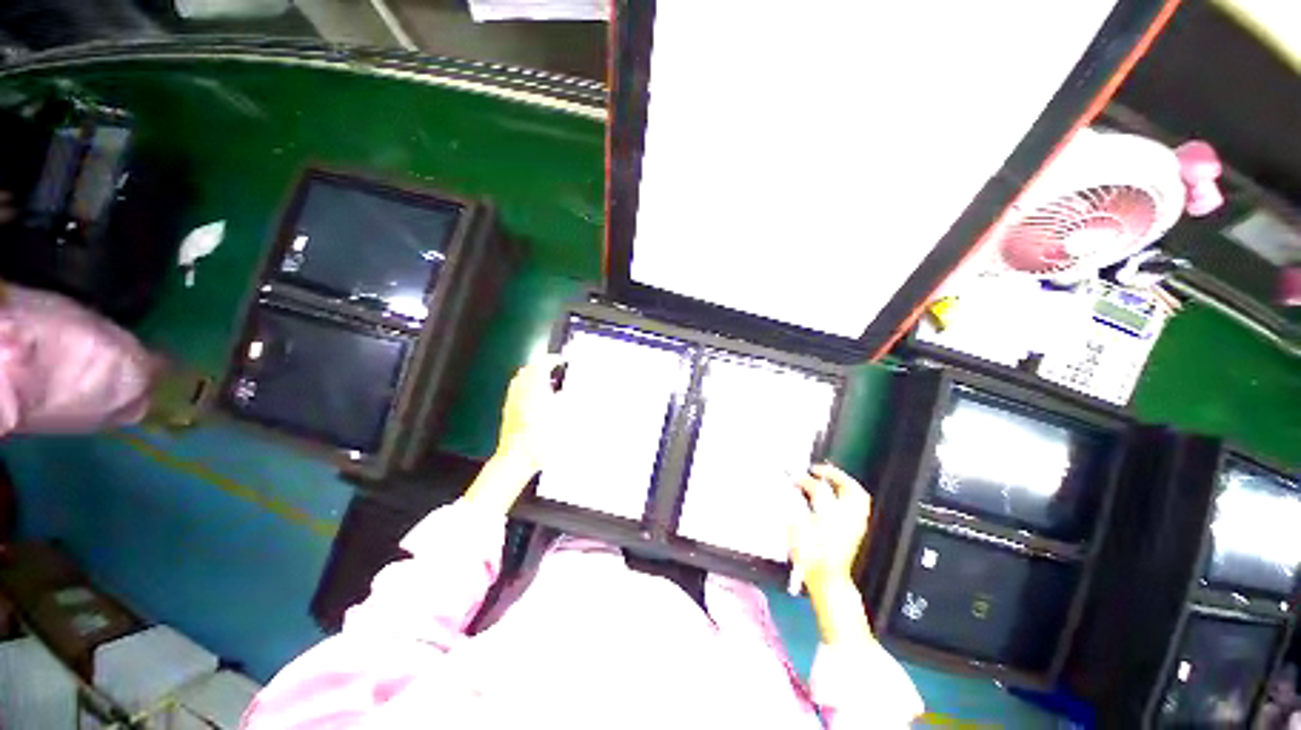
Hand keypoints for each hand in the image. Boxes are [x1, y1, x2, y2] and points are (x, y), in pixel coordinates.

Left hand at [463, 357, 562, 514]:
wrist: (518, 457)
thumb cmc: (541, 438)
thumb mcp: (565, 416)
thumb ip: (569, 398)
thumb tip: (572, 388)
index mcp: (535, 387)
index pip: (542, 364)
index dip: (553, 360)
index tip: (561, 361)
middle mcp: (521, 390)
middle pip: (528, 369)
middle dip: (541, 366)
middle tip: (554, 370)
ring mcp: (512, 400)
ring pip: (520, 379)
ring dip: (533, 376)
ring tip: (546, 383)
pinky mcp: (508, 410)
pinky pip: (516, 391)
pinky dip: (526, 388)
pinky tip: (536, 398)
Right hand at [788, 463, 871, 594]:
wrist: (828, 580)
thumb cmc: (808, 556)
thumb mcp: (795, 529)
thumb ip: (795, 506)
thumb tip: (795, 490)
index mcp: (829, 515)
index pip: (818, 489)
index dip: (804, 480)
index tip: (794, 478)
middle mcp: (847, 517)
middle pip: (848, 487)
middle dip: (833, 474)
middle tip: (818, 470)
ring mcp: (855, 523)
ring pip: (858, 496)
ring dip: (845, 483)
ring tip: (831, 479)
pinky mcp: (858, 530)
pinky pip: (860, 506)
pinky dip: (851, 496)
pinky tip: (838, 496)